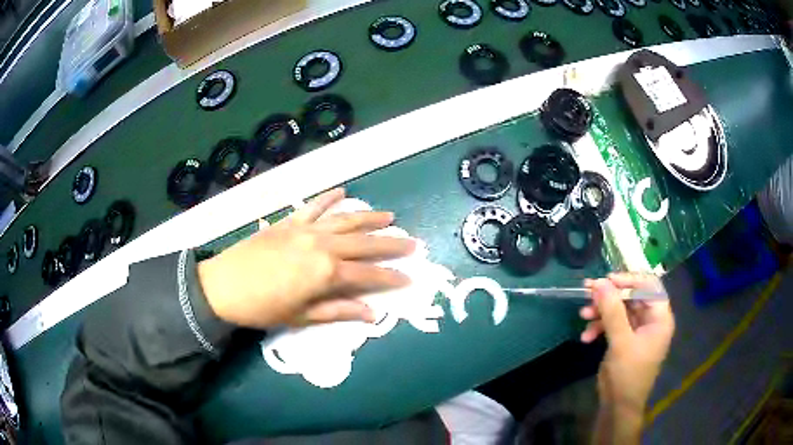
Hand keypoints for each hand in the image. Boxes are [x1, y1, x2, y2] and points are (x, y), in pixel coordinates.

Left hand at [197, 189, 415, 328]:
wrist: (224, 286)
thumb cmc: (264, 308)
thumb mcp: (303, 316)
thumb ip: (339, 310)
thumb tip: (372, 313)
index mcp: (326, 273)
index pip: (368, 274)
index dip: (391, 276)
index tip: (410, 277)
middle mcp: (322, 245)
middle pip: (364, 243)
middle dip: (391, 244)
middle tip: (412, 243)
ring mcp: (305, 229)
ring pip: (345, 219)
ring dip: (369, 218)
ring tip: (390, 217)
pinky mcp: (289, 222)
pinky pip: (313, 206)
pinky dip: (328, 198)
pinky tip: (342, 191)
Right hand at [581, 273, 674, 442]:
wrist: (618, 406)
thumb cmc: (628, 374)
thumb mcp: (621, 342)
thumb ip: (612, 311)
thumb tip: (599, 282)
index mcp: (659, 317)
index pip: (649, 286)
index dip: (629, 279)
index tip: (606, 280)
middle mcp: (650, 320)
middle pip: (632, 296)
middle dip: (609, 296)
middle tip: (588, 292)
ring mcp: (637, 330)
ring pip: (619, 309)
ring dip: (601, 311)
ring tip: (583, 315)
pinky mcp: (624, 339)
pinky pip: (612, 324)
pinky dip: (599, 327)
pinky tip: (586, 336)